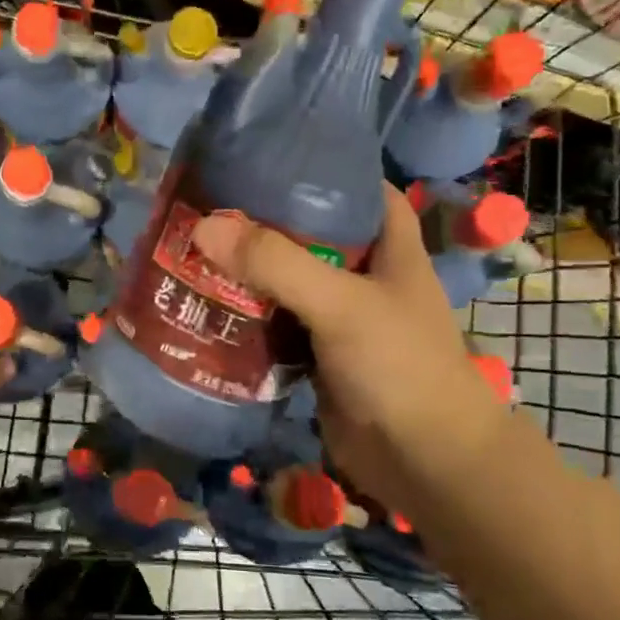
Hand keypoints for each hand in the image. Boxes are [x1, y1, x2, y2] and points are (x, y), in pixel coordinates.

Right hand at [190, 185, 508, 508]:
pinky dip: (247, 313)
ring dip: (249, 269)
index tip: (268, 156)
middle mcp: (365, 274)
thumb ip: (277, 264)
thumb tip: (205, 226)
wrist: (424, 463)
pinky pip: (276, 322)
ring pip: (288, 279)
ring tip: (195, 244)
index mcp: (389, 246)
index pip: (359, 187)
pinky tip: (206, 301)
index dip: (322, 167)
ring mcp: (340, 316)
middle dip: (266, 221)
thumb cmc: (400, 367)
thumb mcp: (342, 304)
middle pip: (311, 233)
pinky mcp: (317, 353)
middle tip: (211, 202)